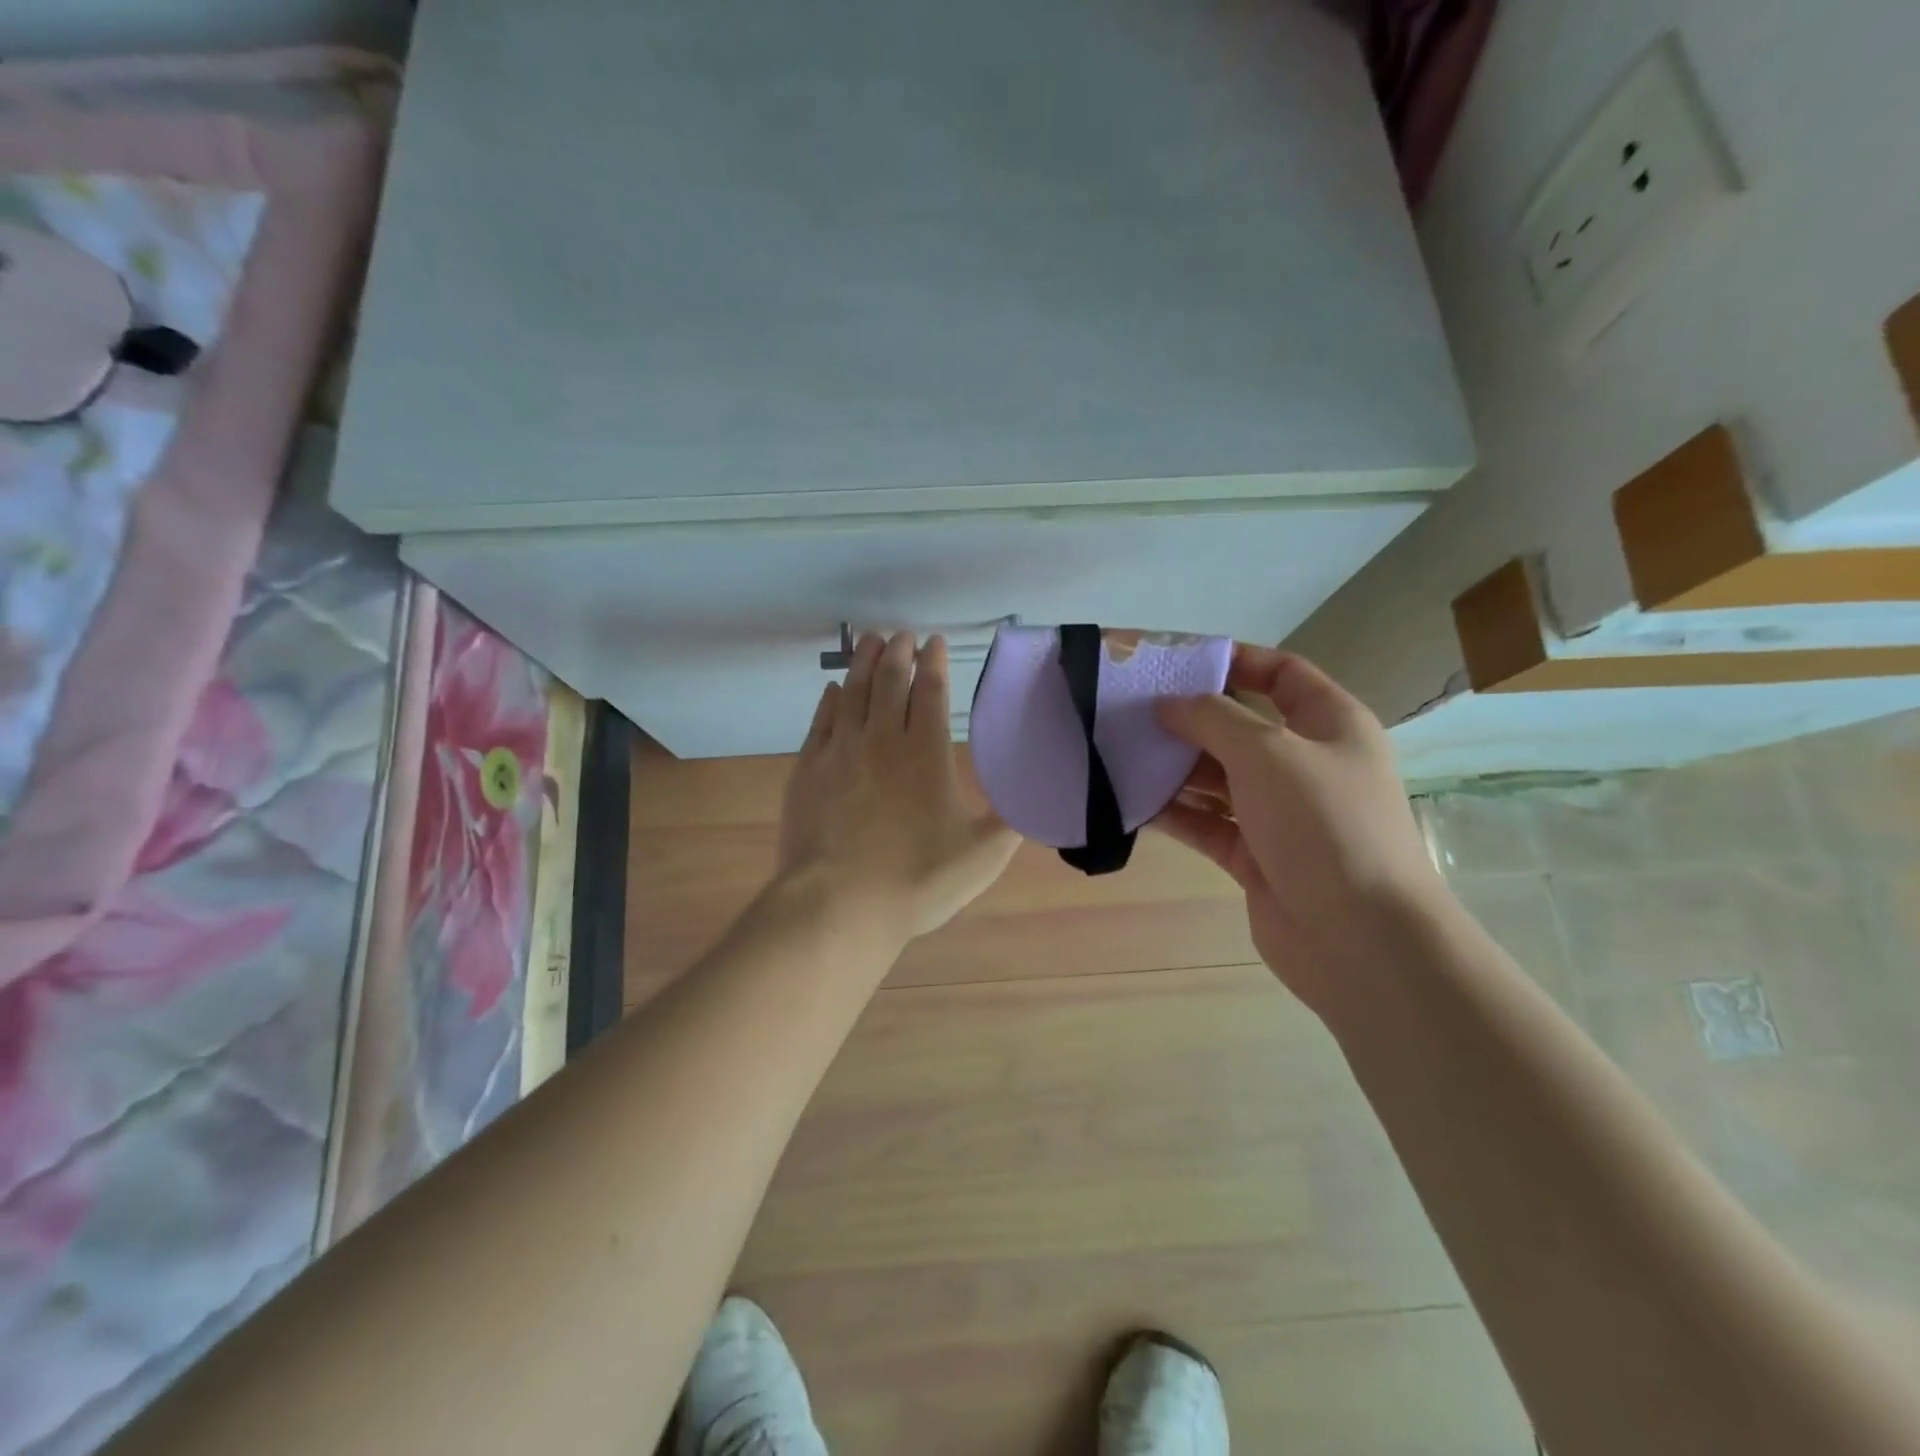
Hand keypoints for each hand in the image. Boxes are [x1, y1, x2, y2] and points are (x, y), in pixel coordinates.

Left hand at [777, 632, 1019, 947]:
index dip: (933, 663)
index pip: (930, 692)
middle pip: (888, 681)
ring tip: (869, 641)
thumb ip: (1010, 823)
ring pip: (852, 693)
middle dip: (897, 653)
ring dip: (862, 663)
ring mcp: (840, 752)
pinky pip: (820, 721)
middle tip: (901, 634)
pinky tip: (833, 690)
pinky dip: (829, 700)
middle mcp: (882, 740)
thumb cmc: (916, 880)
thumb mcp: (981, 857)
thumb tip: (1037, 801)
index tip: (933, 642)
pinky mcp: (808, 770)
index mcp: (926, 753)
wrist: (838, 905)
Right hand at [1153, 647, 1444, 1014]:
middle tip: (1131, 712)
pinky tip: (1135, 803)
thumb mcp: (1267, 752)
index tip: (1177, 663)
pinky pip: (1209, 824)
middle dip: (1190, 719)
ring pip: (1220, 778)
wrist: (1359, 939)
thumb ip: (1213, 718)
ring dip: (1176, 768)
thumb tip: (1169, 704)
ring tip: (1122, 754)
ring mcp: (1281, 814)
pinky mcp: (1256, 857)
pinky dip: (1177, 813)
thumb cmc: (1322, 824)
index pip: (1282, 674)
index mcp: (1330, 725)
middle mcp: (1307, 765)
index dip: (1235, 661)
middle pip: (1241, 728)